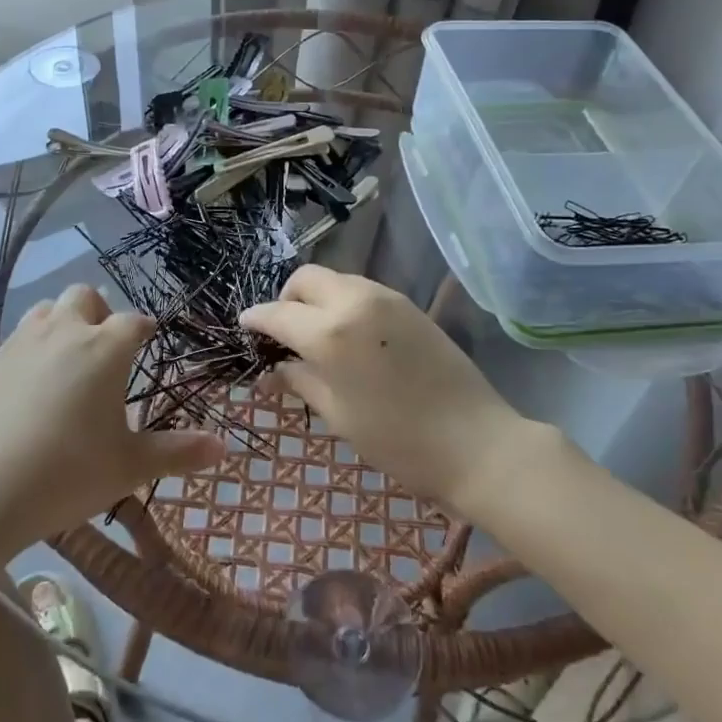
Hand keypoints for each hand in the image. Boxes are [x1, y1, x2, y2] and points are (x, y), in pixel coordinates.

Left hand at [0, 284, 224, 545]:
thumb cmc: (68, 473)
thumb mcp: (130, 466)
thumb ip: (178, 452)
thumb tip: (223, 447)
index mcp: (105, 348)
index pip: (134, 322)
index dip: (144, 329)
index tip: (149, 340)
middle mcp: (66, 331)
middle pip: (85, 297)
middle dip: (100, 313)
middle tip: (106, 349)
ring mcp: (25, 342)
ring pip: (48, 309)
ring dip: (64, 321)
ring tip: (70, 358)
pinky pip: (21, 334)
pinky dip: (35, 343)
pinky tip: (34, 380)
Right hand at [240, 266, 525, 516]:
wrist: (477, 443)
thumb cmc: (399, 440)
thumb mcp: (339, 415)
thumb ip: (301, 382)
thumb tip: (270, 373)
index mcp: (331, 332)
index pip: (278, 313)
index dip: (256, 319)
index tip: (244, 327)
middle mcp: (355, 301)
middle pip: (305, 279)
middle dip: (287, 299)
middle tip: (284, 334)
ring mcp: (386, 298)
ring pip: (336, 279)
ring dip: (316, 299)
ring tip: (317, 336)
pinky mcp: (409, 305)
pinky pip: (362, 290)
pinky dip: (343, 302)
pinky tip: (349, 336)